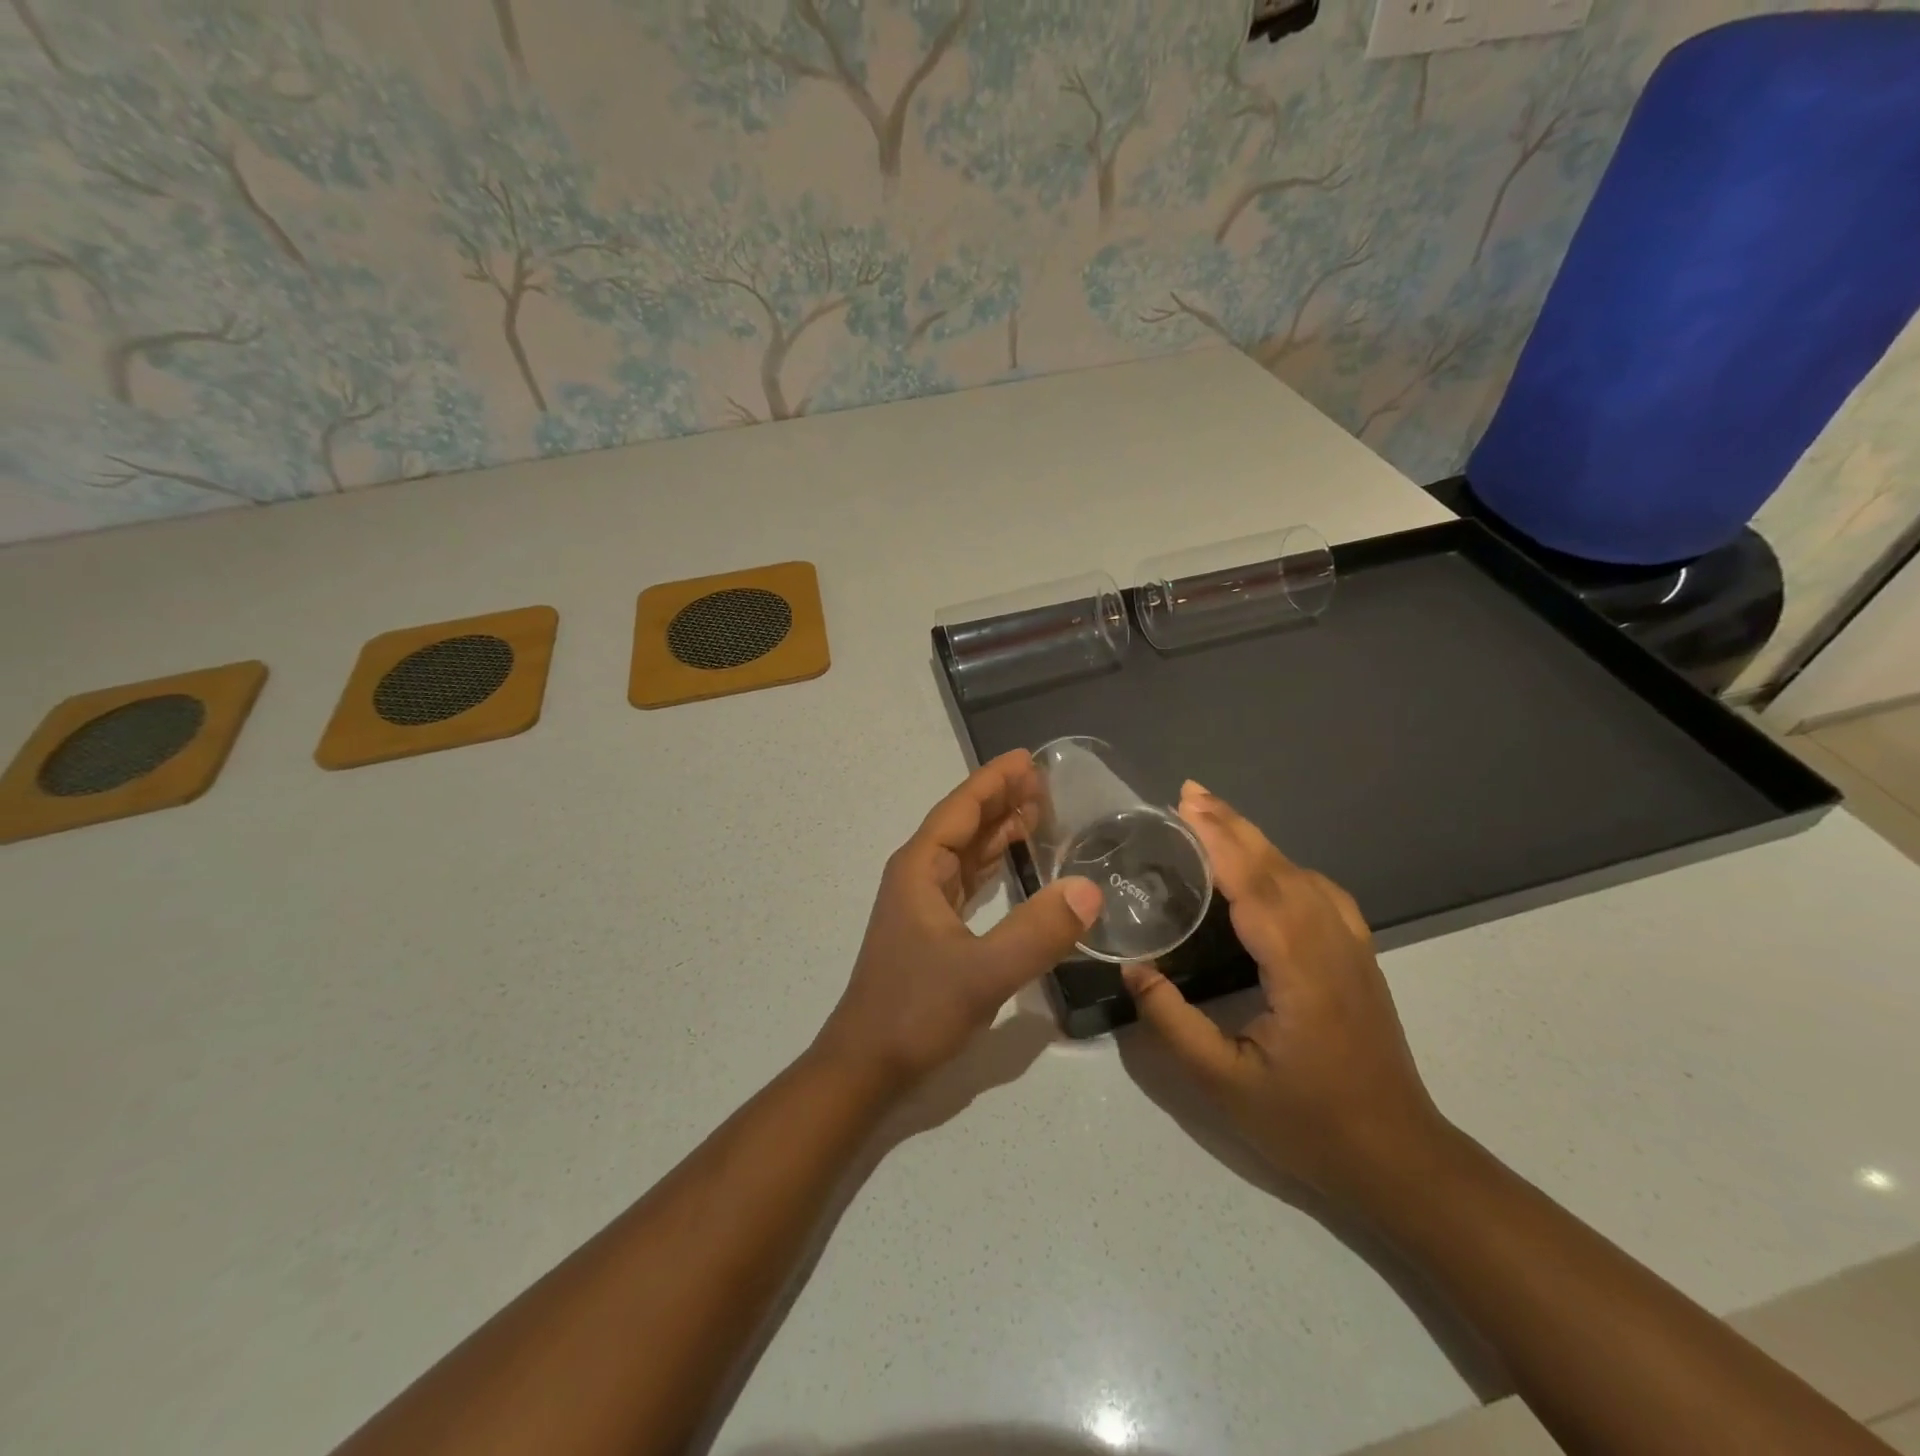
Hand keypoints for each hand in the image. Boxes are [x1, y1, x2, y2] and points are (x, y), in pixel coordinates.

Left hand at [814, 750, 1103, 1094]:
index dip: (993, 781)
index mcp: (920, 868)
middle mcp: (919, 876)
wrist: (867, 1065)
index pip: (961, 809)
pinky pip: (967, 881)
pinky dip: (993, 865)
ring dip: (998, 830)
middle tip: (1046, 781)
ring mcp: (923, 903)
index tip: (1028, 759)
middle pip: (963, 824)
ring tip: (1039, 812)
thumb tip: (1090, 890)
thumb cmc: (915, 1011)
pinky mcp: (932, 930)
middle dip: (1001, 799)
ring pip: (965, 852)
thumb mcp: (982, 973)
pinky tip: (1014, 864)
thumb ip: (1037, 933)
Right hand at [1122, 782, 1447, 1204]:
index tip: (1184, 806)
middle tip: (1188, 793)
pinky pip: (1321, 893)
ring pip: (1303, 874)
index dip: (1219, 841)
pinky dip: (1286, 865)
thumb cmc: (1309, 1125)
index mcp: (1301, 970)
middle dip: (1232, 825)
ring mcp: (1352, 949)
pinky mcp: (1358, 959)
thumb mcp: (1224, 1084)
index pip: (1256, 887)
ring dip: (1257, 839)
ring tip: (1214, 818)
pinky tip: (1268, 869)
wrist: (1399, 1161)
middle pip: (1280, 868)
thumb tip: (1133, 969)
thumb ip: (1173, 1023)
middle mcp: (1331, 945)